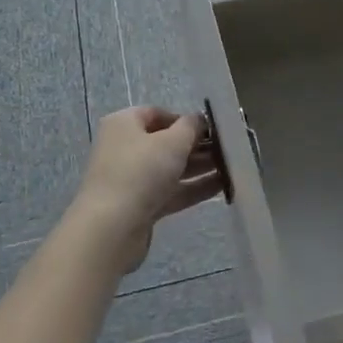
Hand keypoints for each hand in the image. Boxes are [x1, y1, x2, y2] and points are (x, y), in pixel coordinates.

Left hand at [71, 106, 223, 272]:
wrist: (111, 229)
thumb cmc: (140, 172)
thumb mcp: (172, 142)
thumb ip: (191, 127)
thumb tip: (199, 120)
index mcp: (124, 124)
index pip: (157, 114)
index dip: (185, 119)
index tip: (210, 129)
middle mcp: (124, 148)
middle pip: (165, 142)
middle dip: (196, 145)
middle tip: (226, 149)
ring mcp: (131, 179)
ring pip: (169, 168)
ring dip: (198, 167)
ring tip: (230, 167)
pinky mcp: (139, 206)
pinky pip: (170, 191)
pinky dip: (192, 188)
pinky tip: (220, 187)